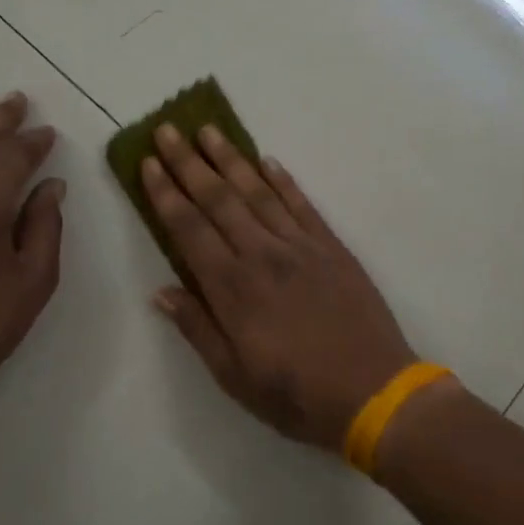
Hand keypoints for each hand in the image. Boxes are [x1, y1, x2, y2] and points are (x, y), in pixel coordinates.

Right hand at [142, 123, 414, 449]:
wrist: (374, 392)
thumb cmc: (296, 394)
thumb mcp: (233, 377)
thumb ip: (197, 329)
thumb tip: (160, 291)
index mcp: (232, 288)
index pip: (189, 229)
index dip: (166, 194)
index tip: (149, 163)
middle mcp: (261, 255)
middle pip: (218, 199)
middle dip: (189, 163)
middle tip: (168, 130)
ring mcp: (299, 246)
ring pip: (257, 192)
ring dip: (230, 159)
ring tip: (209, 130)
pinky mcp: (331, 247)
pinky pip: (301, 204)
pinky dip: (282, 180)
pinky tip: (267, 160)